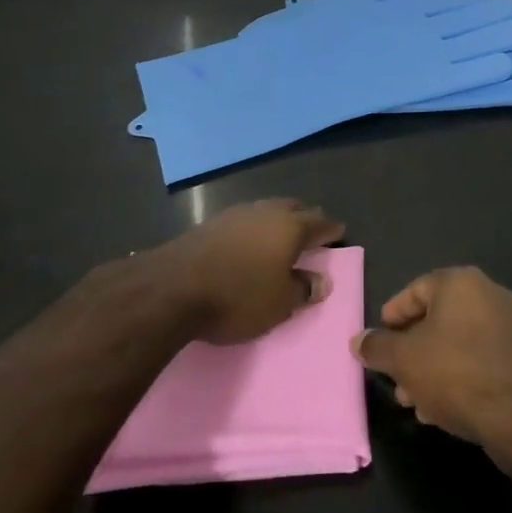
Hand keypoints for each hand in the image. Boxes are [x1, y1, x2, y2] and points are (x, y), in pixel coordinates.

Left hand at [137, 198, 344, 344]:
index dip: (331, 230)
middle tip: (312, 230)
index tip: (339, 232)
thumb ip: (303, 289)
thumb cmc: (237, 297)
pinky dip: (252, 228)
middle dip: (305, 217)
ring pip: (265, 210)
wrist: (171, 288)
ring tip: (280, 234)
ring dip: (276, 220)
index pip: (319, 224)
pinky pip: (242, 220)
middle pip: (292, 208)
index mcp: (289, 228)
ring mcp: (234, 215)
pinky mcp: (208, 224)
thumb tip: (321, 281)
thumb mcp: (279, 304)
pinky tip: (248, 241)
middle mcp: (265, 213)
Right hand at [352, 267, 511, 457]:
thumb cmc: (457, 373)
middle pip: (438, 318)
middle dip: (412, 350)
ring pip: (459, 343)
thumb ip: (378, 347)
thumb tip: (358, 340)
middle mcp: (489, 294)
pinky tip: (444, 409)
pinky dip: (460, 376)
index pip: (416, 289)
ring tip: (415, 401)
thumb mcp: (404, 360)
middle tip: (395, 378)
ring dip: (433, 368)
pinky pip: (481, 360)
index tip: (379, 339)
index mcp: (460, 283)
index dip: (393, 315)